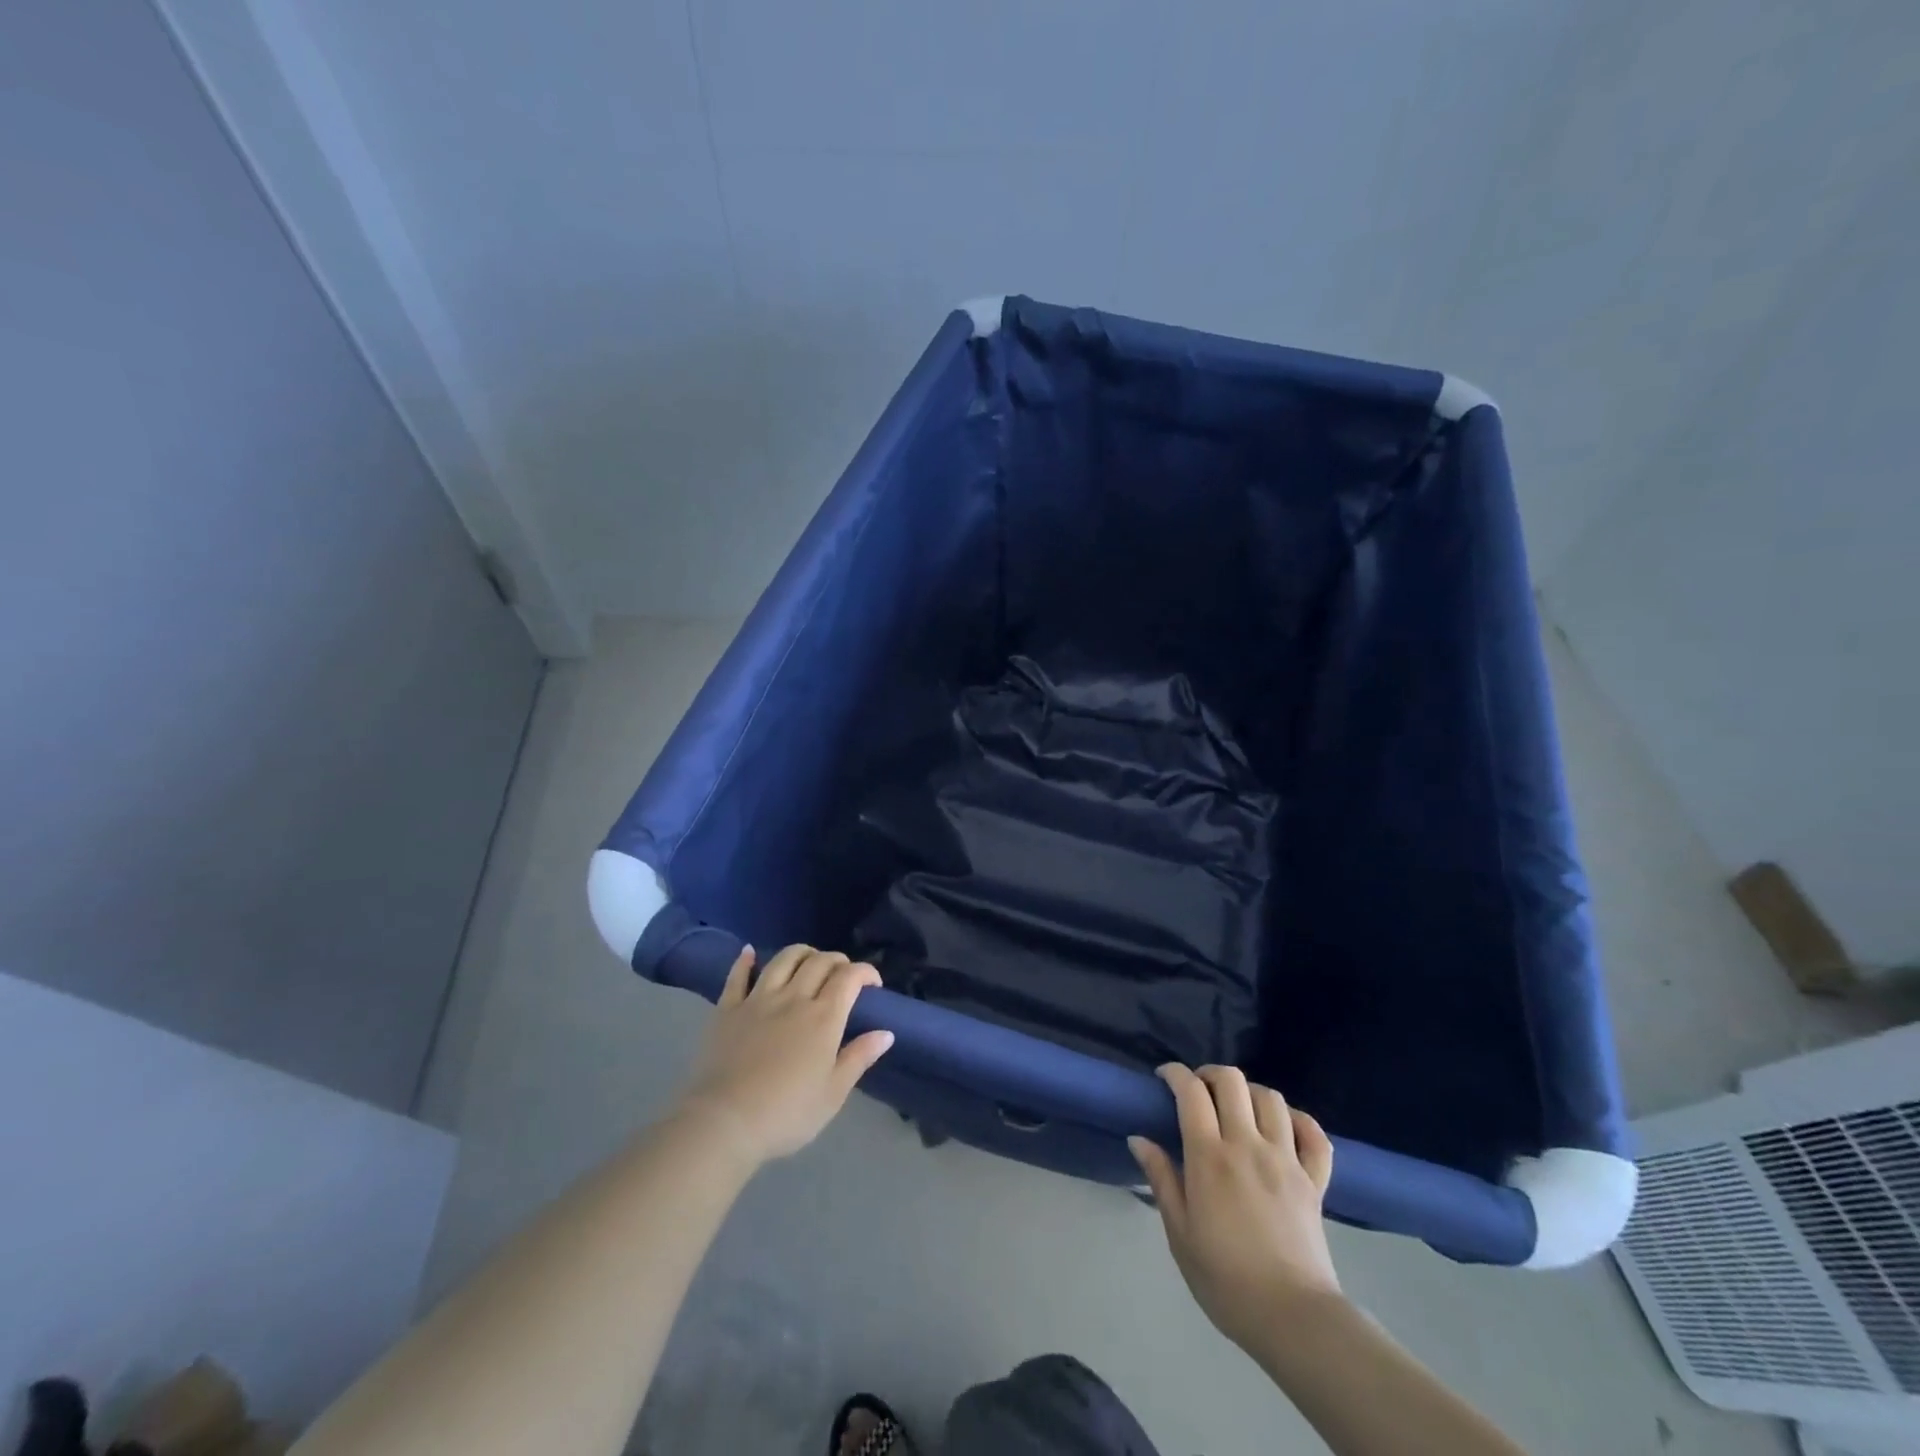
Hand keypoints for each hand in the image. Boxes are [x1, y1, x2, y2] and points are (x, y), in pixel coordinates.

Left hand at [675, 944, 893, 1164]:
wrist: (724, 1123)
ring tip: (808, 960)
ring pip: (783, 960)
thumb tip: (886, 1033)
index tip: (873, 984)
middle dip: (837, 960)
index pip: (849, 977)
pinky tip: (750, 953)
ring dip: (801, 953)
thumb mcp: (833, 1094)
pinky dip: (745, 961)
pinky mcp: (727, 1009)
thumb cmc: (786, 1114)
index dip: (865, 972)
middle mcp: (793, 998)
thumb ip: (859, 1058)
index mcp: (823, 1017)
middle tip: (843, 974)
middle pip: (819, 962)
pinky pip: (737, 977)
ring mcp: (757, 1000)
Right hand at [1130, 1064, 1340, 1353]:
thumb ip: (1161, 1179)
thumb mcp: (1179, 1233)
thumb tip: (1138, 1138)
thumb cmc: (1226, 1279)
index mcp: (1210, 1157)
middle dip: (1210, 1074)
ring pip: (1271, 1098)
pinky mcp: (1314, 1180)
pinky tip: (1284, 1126)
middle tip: (1198, 1091)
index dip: (1175, 1074)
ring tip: (1237, 1108)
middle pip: (1231, 1081)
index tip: (1164, 1078)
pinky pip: (1313, 1134)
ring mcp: (1286, 1159)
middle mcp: (1248, 1145)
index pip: (1191, 1092)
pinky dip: (1299, 1120)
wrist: (1293, 1319)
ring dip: (1249, 1092)